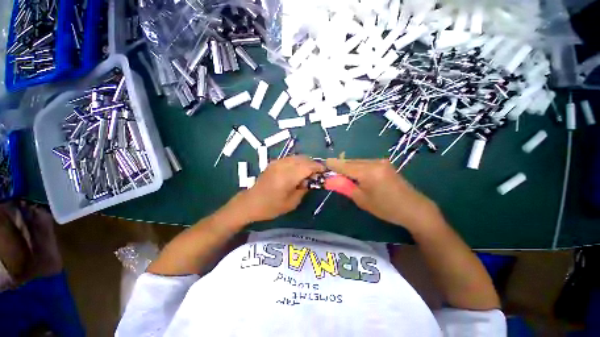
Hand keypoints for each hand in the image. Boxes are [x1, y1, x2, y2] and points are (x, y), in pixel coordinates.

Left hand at [224, 156, 324, 223]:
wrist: (250, 202)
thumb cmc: (271, 206)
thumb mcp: (291, 203)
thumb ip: (304, 189)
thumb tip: (311, 181)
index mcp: (288, 176)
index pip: (308, 166)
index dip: (318, 167)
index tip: (325, 171)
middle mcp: (283, 166)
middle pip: (304, 159)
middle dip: (313, 164)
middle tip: (317, 173)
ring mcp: (277, 162)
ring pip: (297, 157)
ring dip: (306, 162)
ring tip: (309, 172)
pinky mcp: (274, 163)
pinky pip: (290, 158)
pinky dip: (297, 161)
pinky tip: (298, 170)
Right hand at [326, 158, 438, 230]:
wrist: (414, 208)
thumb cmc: (386, 208)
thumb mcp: (361, 199)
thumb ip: (344, 186)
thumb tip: (330, 180)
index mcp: (368, 172)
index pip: (344, 165)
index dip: (332, 165)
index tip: (323, 165)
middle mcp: (374, 162)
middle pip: (350, 162)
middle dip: (340, 167)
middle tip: (332, 175)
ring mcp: (381, 161)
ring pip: (357, 162)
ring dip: (349, 168)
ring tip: (344, 178)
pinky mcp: (384, 163)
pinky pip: (365, 163)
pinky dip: (357, 168)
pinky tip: (356, 176)